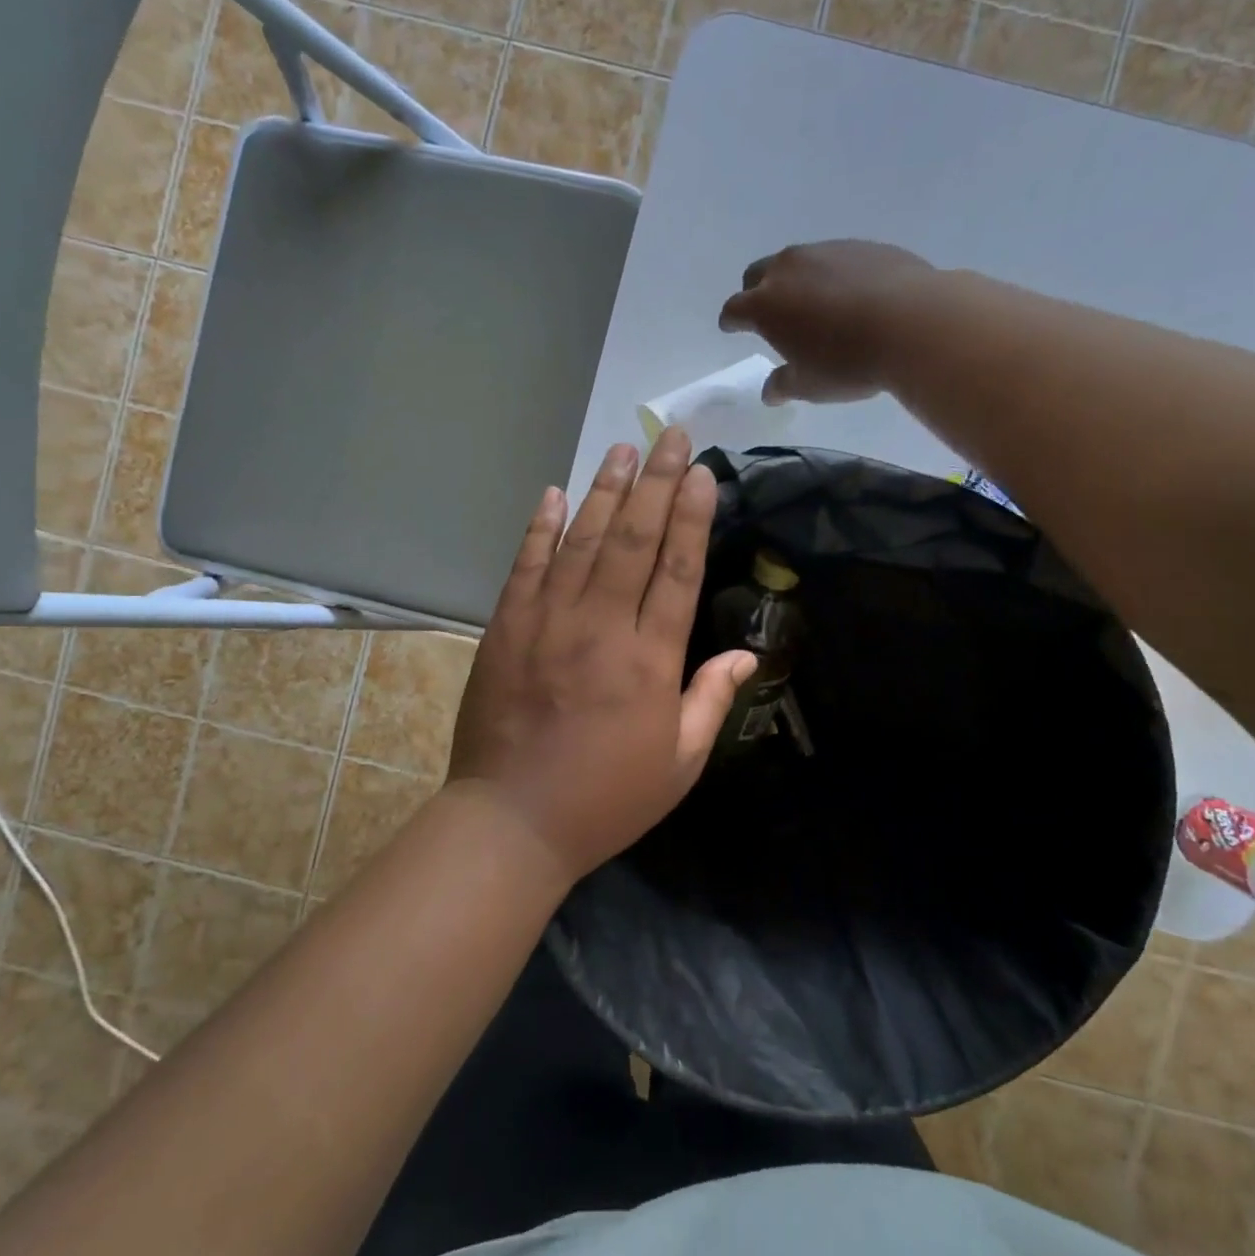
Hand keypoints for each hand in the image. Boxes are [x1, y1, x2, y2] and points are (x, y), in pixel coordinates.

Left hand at [450, 427, 757, 882]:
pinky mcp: (506, 626)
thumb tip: (748, 654)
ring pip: (583, 541)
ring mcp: (547, 620)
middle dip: (656, 482)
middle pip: (634, 539)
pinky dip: (541, 526)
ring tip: (622, 449)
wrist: (512, 819)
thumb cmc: (606, 798)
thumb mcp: (679, 763)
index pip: (677, 569)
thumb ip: (712, 700)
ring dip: (605, 491)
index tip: (701, 473)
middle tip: (670, 436)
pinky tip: (555, 493)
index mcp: (649, 659)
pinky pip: (527, 564)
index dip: (691, 516)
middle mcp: (600, 625)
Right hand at [720, 240, 937, 403]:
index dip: (731, 321)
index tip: (732, 328)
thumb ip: (783, 385)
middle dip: (757, 292)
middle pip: (758, 274)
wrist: (914, 323)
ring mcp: (827, 251)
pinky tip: (852, 297)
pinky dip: (833, 276)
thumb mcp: (809, 385)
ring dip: (796, 280)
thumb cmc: (848, 362)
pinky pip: (836, 259)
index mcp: (765, 304)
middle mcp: (788, 269)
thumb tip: (770, 391)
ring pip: (798, 262)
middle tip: (769, 313)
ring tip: (814, 305)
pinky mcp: (863, 246)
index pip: (734, 309)